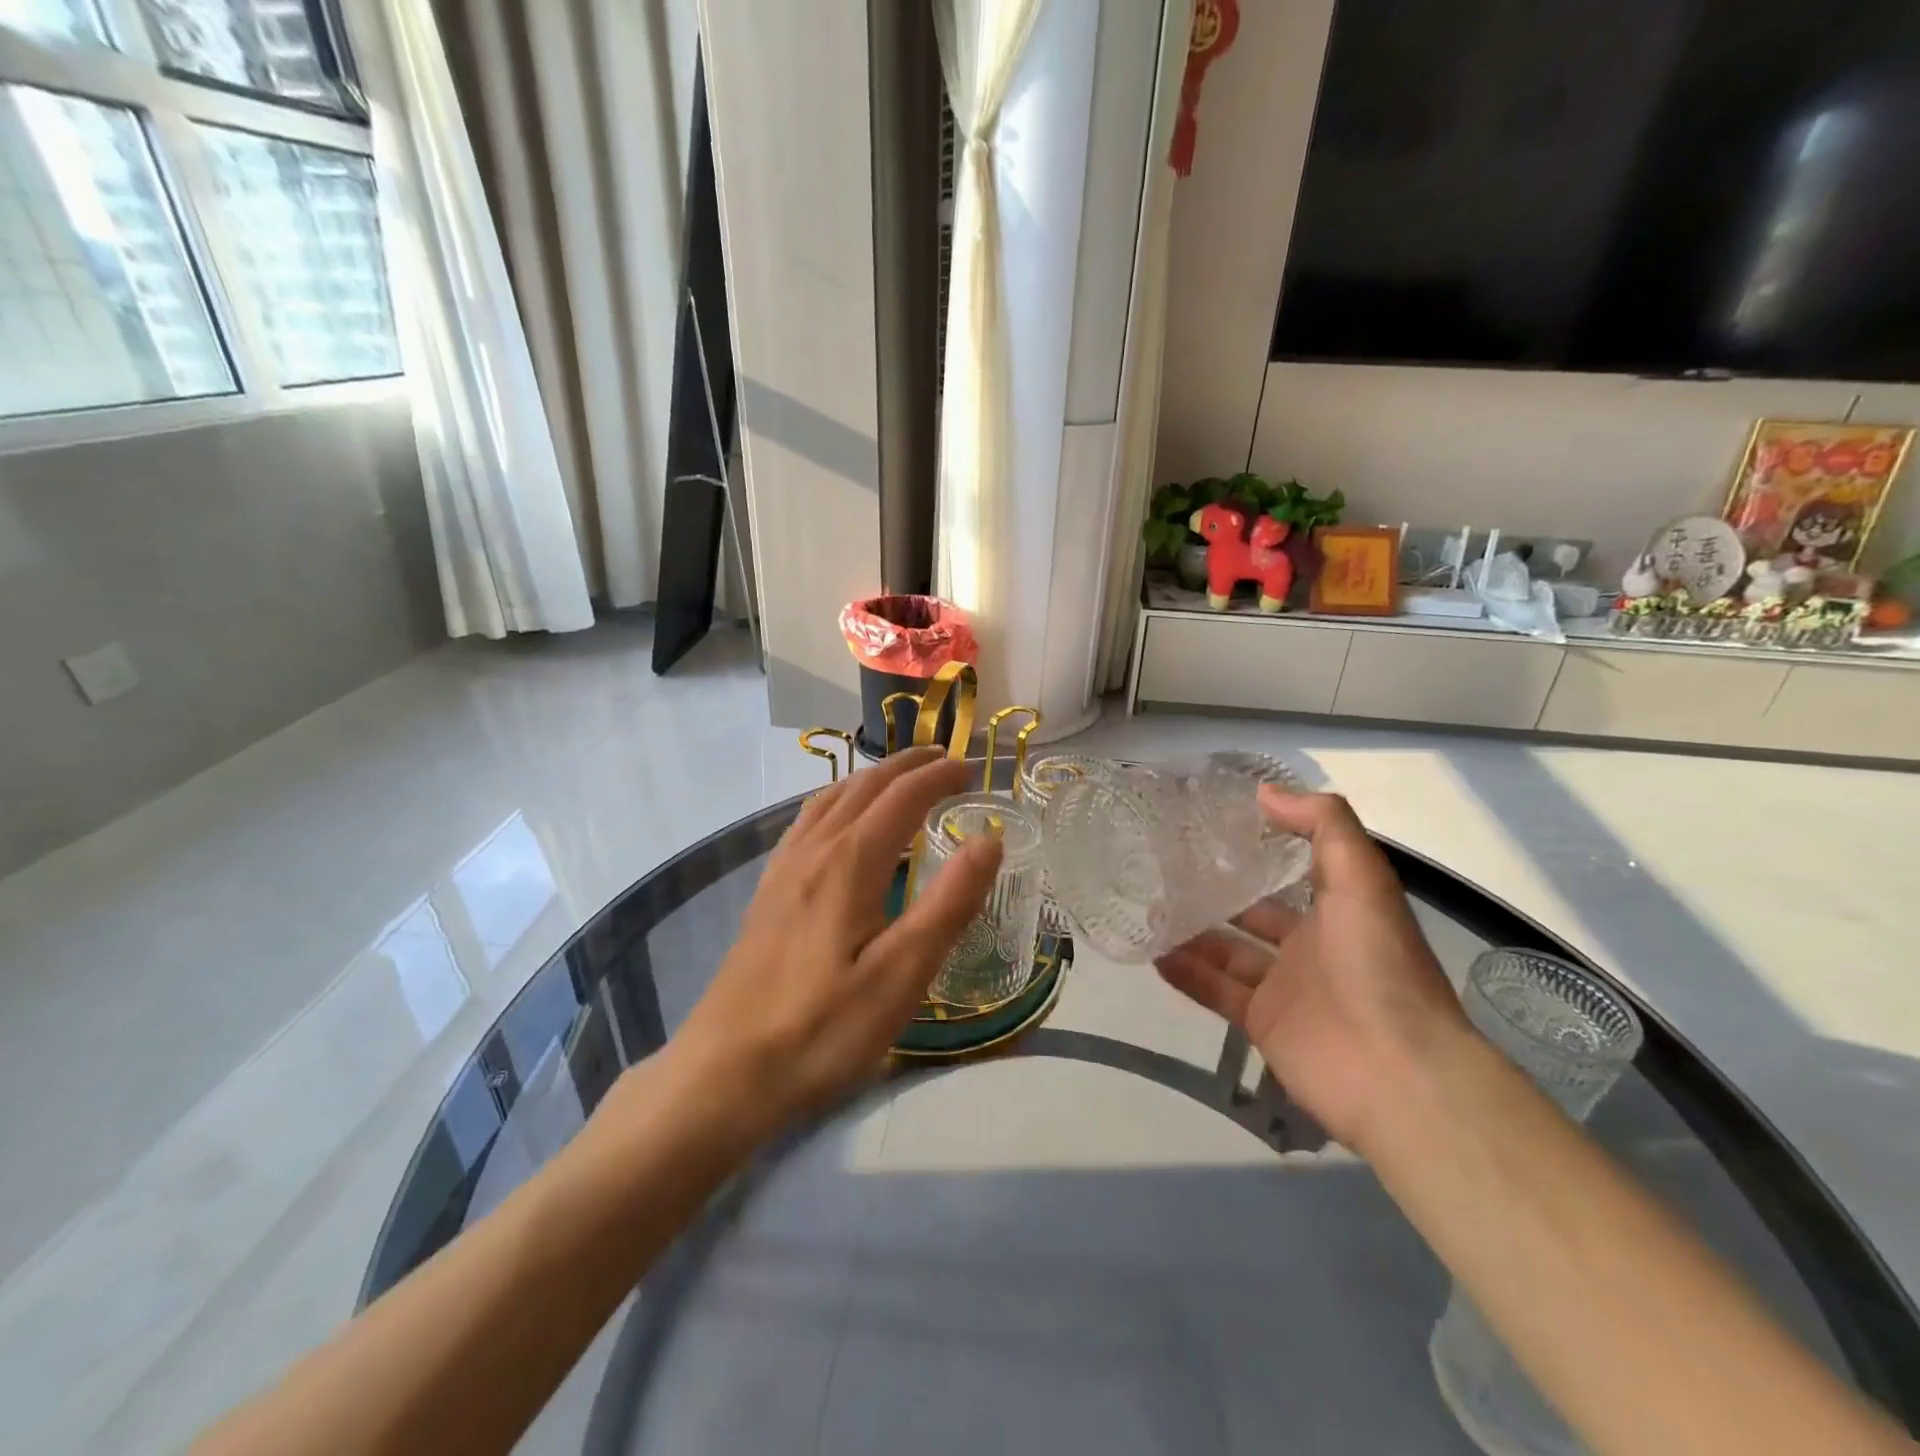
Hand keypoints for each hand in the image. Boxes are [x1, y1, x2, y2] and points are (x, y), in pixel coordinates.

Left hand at [669, 748, 1002, 1142]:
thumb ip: (949, 904)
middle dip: (908, 766)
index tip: (972, 769)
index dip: (939, 776)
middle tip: (945, 760)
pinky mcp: (767, 893)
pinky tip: (837, 822)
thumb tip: (988, 840)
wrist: (724, 1072)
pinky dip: (836, 801)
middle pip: (864, 786)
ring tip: (899, 778)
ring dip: (870, 778)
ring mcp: (782, 870)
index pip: (902, 797)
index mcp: (849, 862)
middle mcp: (814, 851)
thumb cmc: (822, 1030)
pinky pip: (805, 822)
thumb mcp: (901, 976)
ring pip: (829, 798)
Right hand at [1155, 787, 1467, 1150]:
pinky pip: (1215, 991)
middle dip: (1217, 891)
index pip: (1294, 870)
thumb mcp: (1360, 878)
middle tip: (1166, 866)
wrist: (1396, 1073)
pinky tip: (1152, 953)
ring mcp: (1284, 988)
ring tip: (1148, 906)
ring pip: (1228, 952)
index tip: (1214, 824)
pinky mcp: (1262, 1024)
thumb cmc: (1378, 964)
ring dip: (1192, 932)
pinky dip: (1186, 974)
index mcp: (1339, 909)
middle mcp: (1311, 945)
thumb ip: (1322, 825)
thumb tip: (1265, 792)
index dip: (1262, 846)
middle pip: (1254, 912)